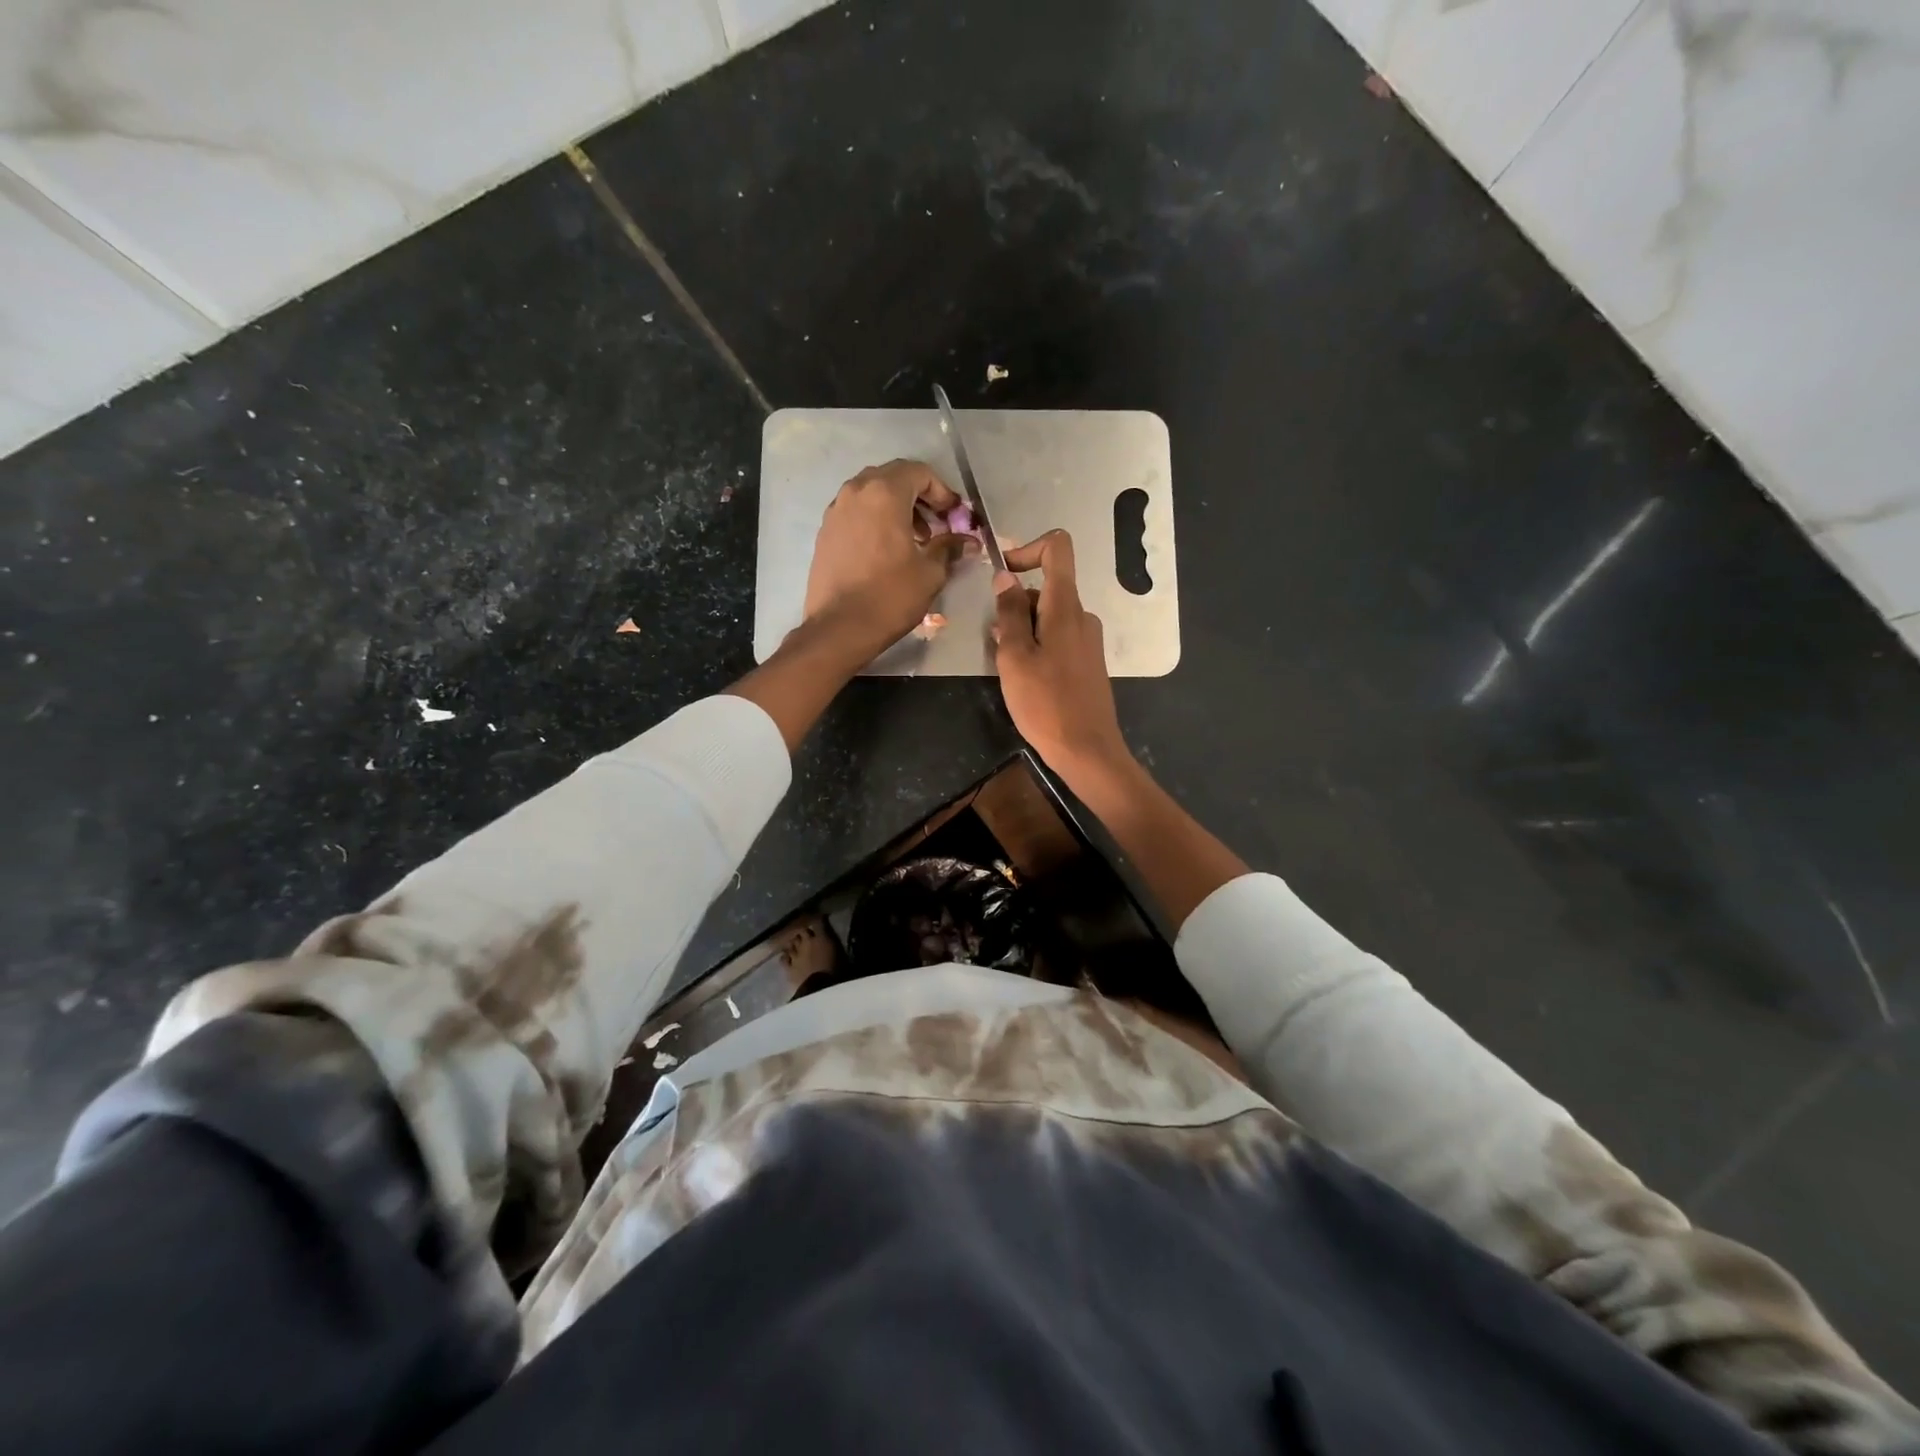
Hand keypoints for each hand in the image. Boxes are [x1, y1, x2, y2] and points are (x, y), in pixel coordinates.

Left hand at [803, 460, 968, 658]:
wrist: (839, 627)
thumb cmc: (890, 596)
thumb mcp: (930, 572)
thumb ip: (949, 548)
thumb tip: (968, 541)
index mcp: (884, 493)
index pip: (919, 472)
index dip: (942, 491)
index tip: (954, 515)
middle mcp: (856, 492)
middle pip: (893, 477)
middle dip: (919, 496)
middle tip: (936, 524)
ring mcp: (835, 510)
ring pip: (871, 493)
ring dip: (896, 507)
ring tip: (913, 539)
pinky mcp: (825, 531)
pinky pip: (856, 512)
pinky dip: (875, 519)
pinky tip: (886, 549)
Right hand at [993, 531, 1130, 782]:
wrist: (1087, 750)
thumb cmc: (1045, 703)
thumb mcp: (1015, 657)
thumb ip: (1009, 613)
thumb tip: (1005, 577)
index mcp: (1066, 607)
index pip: (1058, 548)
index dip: (1027, 549)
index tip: (1003, 576)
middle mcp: (1082, 616)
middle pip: (1046, 588)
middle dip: (1016, 607)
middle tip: (997, 645)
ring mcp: (1088, 640)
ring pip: (1049, 617)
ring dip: (1023, 631)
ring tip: (1008, 668)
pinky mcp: (1088, 662)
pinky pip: (1058, 638)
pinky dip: (1037, 646)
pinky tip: (1026, 679)